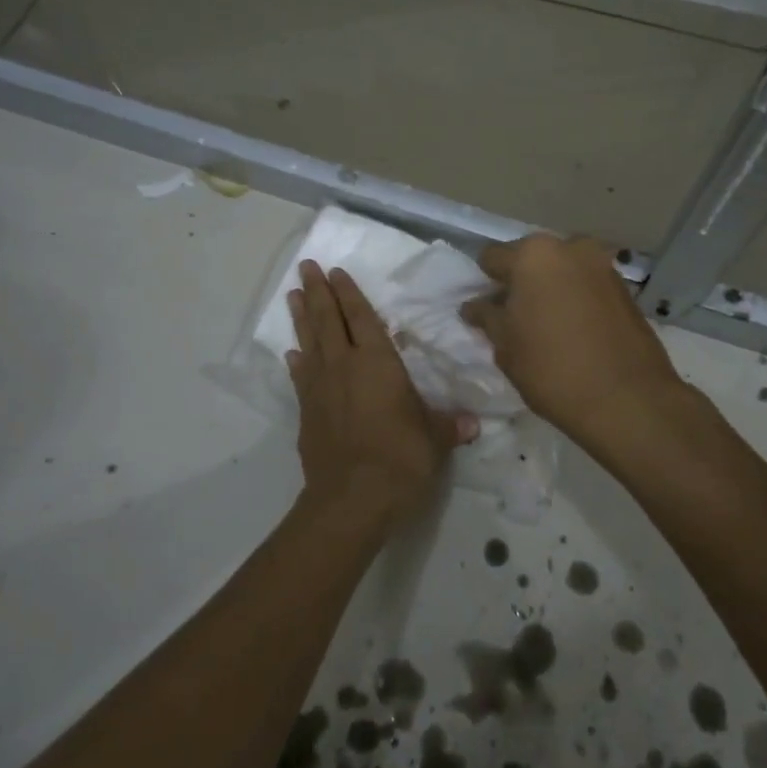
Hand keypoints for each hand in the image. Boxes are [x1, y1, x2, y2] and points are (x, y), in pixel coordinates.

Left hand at [288, 261, 475, 529]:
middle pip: (328, 320)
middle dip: (318, 291)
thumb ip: (449, 426)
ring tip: (293, 295)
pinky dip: (297, 362)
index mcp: (377, 363)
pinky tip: (293, 353)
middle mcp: (344, 367)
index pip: (362, 318)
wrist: (351, 500)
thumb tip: (473, 424)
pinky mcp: (307, 413)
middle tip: (306, 267)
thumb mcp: (434, 440)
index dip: (349, 293)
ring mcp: (320, 389)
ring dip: (301, 317)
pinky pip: (301, 377)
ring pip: (308, 342)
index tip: (336, 271)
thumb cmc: (400, 459)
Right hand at [461, 234, 683, 442]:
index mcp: (533, 255)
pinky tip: (573, 330)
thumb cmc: (552, 369)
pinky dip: (575, 298)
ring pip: (561, 270)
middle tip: (515, 317)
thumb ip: (486, 317)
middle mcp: (570, 247)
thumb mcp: (506, 346)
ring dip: (550, 288)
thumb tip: (474, 305)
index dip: (484, 283)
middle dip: (520, 282)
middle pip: (531, 258)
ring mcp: (602, 265)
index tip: (486, 310)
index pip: (492, 257)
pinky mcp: (625, 287)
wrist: (627, 399)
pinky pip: (586, 284)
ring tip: (546, 325)